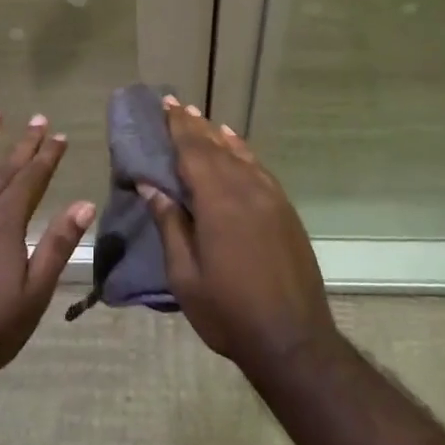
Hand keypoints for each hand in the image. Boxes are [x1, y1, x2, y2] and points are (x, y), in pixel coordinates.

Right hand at [140, 98, 334, 375]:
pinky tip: (235, 146)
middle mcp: (246, 188)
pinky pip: (259, 168)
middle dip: (194, 125)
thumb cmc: (228, 311)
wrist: (293, 340)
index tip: (165, 104)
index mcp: (217, 201)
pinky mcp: (285, 210)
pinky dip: (243, 152)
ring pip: (239, 154)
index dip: (178, 126)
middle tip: (176, 105)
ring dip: (218, 135)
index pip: (193, 151)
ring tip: (201, 120)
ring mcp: (270, 197)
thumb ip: (170, 225)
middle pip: (215, 147)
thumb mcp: (185, 275)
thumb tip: (151, 186)